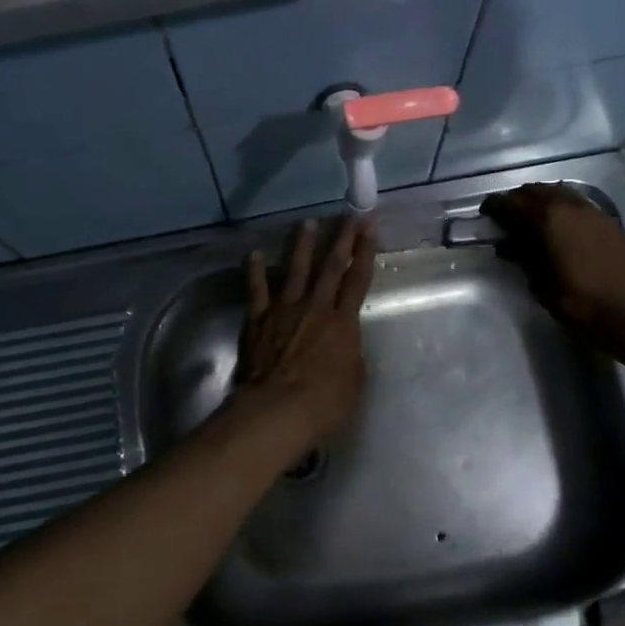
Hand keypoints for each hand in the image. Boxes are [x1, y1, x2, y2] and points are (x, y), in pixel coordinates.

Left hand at [229, 216, 376, 453]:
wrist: (277, 409)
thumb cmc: (324, 402)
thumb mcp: (354, 380)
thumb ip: (350, 353)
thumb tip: (344, 342)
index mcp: (343, 322)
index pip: (358, 280)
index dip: (365, 253)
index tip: (370, 227)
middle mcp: (315, 307)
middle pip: (330, 266)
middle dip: (342, 238)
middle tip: (348, 215)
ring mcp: (284, 310)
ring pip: (296, 270)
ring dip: (302, 245)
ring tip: (307, 223)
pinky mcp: (258, 319)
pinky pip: (257, 290)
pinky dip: (255, 271)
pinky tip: (254, 255)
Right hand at [481, 183, 624, 357]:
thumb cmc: (580, 303)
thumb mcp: (541, 284)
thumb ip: (523, 259)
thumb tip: (507, 246)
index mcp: (549, 220)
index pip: (513, 204)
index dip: (495, 206)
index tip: (485, 212)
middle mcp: (570, 206)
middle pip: (536, 191)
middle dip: (518, 199)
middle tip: (506, 215)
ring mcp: (593, 211)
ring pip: (559, 192)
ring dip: (541, 199)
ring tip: (531, 217)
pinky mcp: (608, 221)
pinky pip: (577, 202)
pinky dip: (562, 206)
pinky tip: (559, 224)